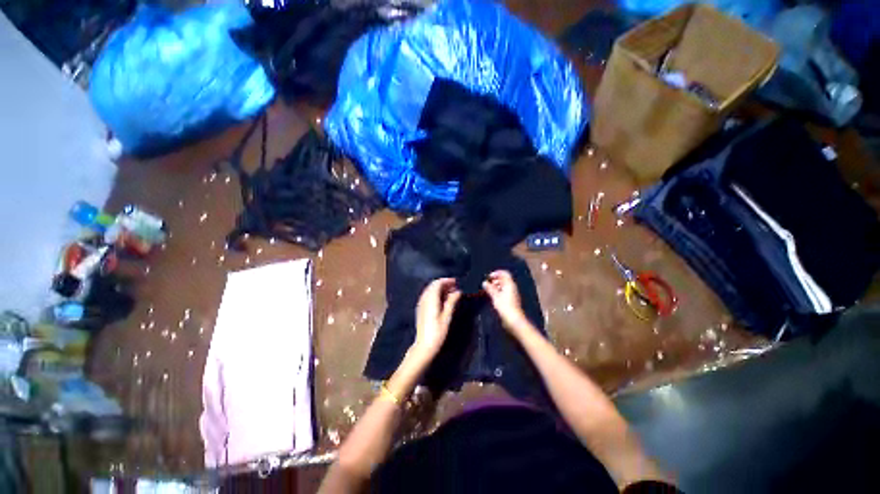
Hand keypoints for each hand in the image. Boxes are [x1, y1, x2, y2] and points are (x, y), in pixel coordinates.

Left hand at [413, 278, 460, 357]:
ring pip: (431, 290)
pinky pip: (428, 295)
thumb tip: (458, 291)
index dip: (448, 281)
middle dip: (445, 284)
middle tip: (456, 288)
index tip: (457, 282)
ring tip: (452, 293)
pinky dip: (436, 294)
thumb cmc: (437, 332)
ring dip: (440, 289)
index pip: (438, 283)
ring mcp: (421, 303)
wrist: (424, 345)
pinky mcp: (421, 308)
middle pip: (434, 285)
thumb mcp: (447, 316)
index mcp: (430, 298)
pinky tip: (443, 300)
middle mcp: (424, 298)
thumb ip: (452, 301)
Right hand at [483, 270, 528, 332]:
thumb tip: (485, 282)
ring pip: (504, 286)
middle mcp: (512, 287)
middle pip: (504, 279)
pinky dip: (498, 291)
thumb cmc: (505, 306)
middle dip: (495, 279)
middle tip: (487, 283)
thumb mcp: (495, 296)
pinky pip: (504, 291)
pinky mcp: (511, 300)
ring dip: (496, 285)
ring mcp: (512, 294)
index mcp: (510, 284)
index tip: (489, 276)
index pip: (504, 273)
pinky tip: (493, 295)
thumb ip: (490, 288)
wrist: (513, 320)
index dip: (496, 273)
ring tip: (488, 289)